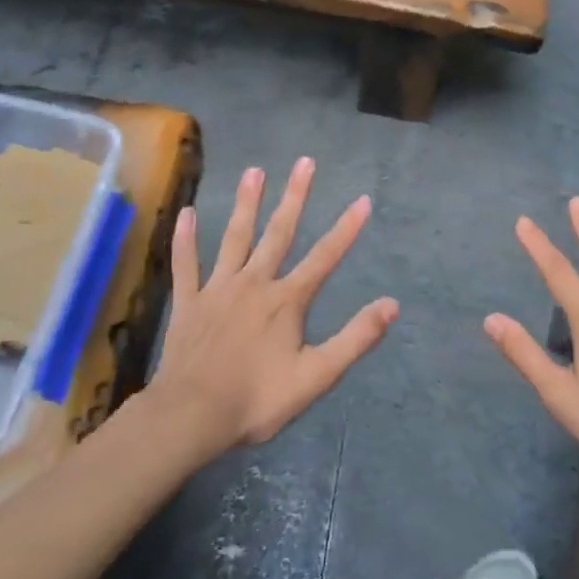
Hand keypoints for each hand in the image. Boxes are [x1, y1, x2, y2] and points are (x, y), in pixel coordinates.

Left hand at [144, 158, 397, 455]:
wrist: (191, 416)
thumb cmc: (257, 399)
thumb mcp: (317, 375)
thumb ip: (355, 338)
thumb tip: (392, 305)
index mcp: (287, 300)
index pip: (325, 257)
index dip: (347, 229)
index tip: (363, 200)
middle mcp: (255, 283)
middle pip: (279, 232)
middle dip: (295, 196)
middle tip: (305, 162)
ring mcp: (218, 289)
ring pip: (235, 238)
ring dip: (246, 204)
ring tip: (254, 171)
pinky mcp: (189, 302)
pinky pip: (187, 265)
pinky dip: (186, 240)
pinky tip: (186, 214)